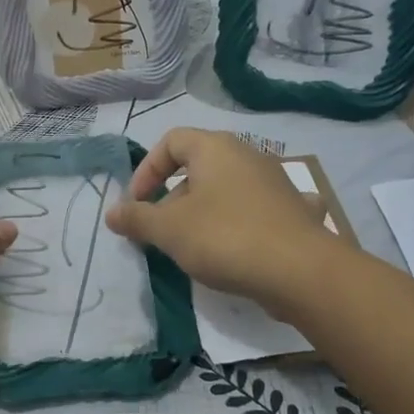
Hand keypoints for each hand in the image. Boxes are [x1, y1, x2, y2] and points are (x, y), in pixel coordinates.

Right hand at [106, 128, 335, 317]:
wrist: (301, 272)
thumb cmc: (226, 238)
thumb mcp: (169, 230)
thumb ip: (137, 218)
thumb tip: (112, 213)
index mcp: (215, 148)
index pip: (171, 141)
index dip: (147, 170)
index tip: (137, 205)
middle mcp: (247, 155)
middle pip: (198, 167)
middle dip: (171, 198)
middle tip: (160, 233)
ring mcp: (275, 182)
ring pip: (226, 189)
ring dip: (203, 212)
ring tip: (194, 247)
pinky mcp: (293, 211)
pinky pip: (257, 210)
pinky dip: (242, 222)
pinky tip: (242, 245)